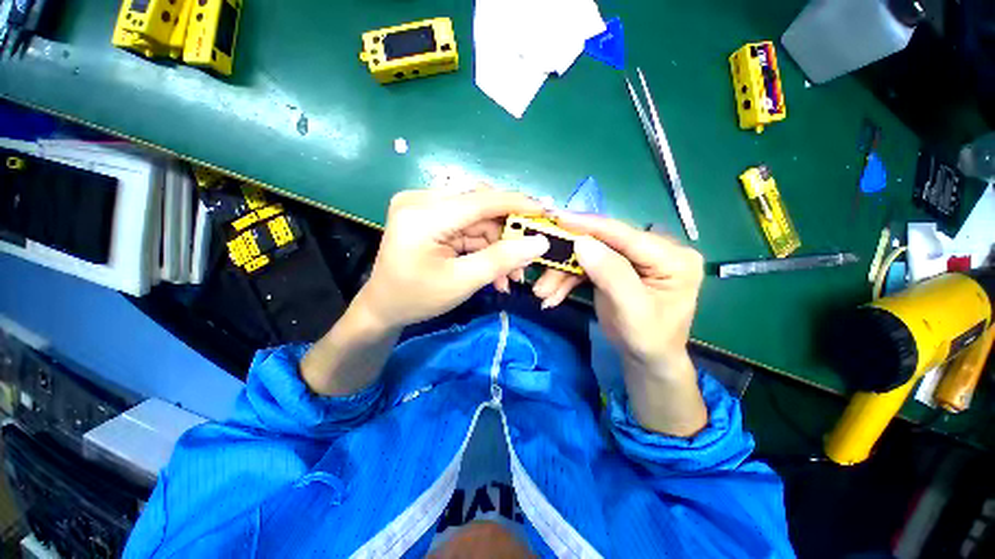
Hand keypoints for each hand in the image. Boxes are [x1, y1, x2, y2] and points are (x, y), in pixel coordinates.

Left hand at [354, 188, 548, 329]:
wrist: (383, 307)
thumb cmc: (417, 298)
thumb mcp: (462, 282)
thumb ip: (502, 260)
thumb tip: (540, 243)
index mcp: (424, 214)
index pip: (481, 200)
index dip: (517, 204)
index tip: (546, 211)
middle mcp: (421, 200)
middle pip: (480, 208)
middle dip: (506, 236)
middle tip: (525, 261)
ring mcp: (424, 206)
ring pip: (477, 220)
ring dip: (497, 246)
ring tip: (509, 277)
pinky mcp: (429, 216)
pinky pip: (466, 226)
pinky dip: (483, 247)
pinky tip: (494, 270)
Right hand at [552, 212, 704, 372]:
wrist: (646, 359)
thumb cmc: (648, 339)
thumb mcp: (633, 310)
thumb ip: (611, 274)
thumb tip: (582, 243)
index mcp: (673, 257)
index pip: (626, 234)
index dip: (590, 225)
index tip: (558, 217)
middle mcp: (654, 250)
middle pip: (601, 245)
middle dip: (568, 262)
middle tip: (542, 279)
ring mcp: (633, 258)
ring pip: (589, 255)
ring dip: (563, 274)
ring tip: (543, 294)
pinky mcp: (616, 266)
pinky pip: (587, 266)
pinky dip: (567, 280)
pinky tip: (553, 295)